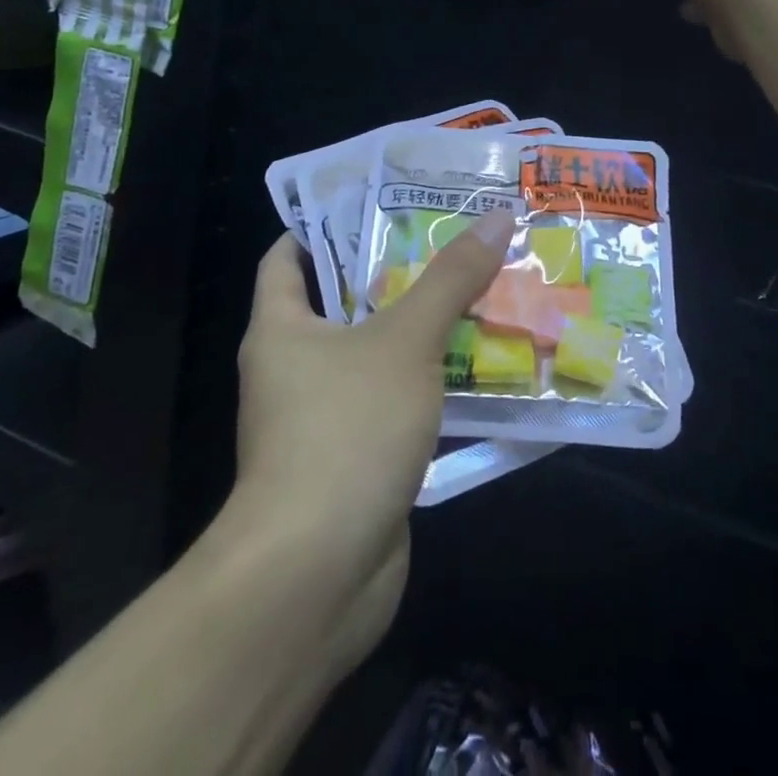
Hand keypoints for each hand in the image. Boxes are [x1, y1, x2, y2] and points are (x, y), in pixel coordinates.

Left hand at [212, 210, 513, 675]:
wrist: (315, 575)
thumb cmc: (345, 431)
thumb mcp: (406, 340)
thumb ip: (451, 278)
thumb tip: (497, 215)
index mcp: (280, 329)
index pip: (288, 257)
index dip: (327, 225)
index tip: (382, 202)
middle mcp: (293, 369)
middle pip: (344, 303)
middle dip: (398, 273)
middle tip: (454, 241)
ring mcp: (322, 419)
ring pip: (377, 356)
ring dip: (422, 331)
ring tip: (479, 292)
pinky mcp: (354, 461)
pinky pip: (395, 404)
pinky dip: (429, 385)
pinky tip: (478, 366)